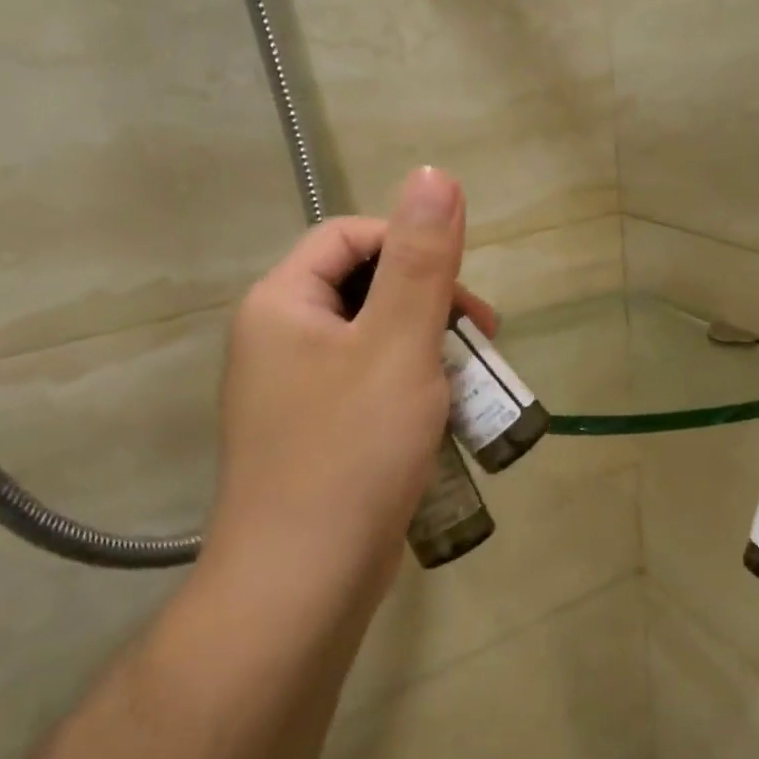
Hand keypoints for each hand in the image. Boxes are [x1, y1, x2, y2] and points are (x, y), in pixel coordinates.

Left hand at [207, 167, 495, 598]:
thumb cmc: (352, 453)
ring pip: (372, 343)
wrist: (303, 583)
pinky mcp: (316, 437)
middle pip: (363, 288)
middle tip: (481, 341)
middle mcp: (278, 342)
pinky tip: (444, 422)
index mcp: (282, 305)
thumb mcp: (398, 345)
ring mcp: (294, 395)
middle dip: (429, 304)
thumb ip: (421, 260)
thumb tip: (436, 175)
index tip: (462, 293)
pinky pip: (368, 389)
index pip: (349, 238)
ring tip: (471, 385)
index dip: (410, 246)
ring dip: (428, 351)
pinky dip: (411, 391)